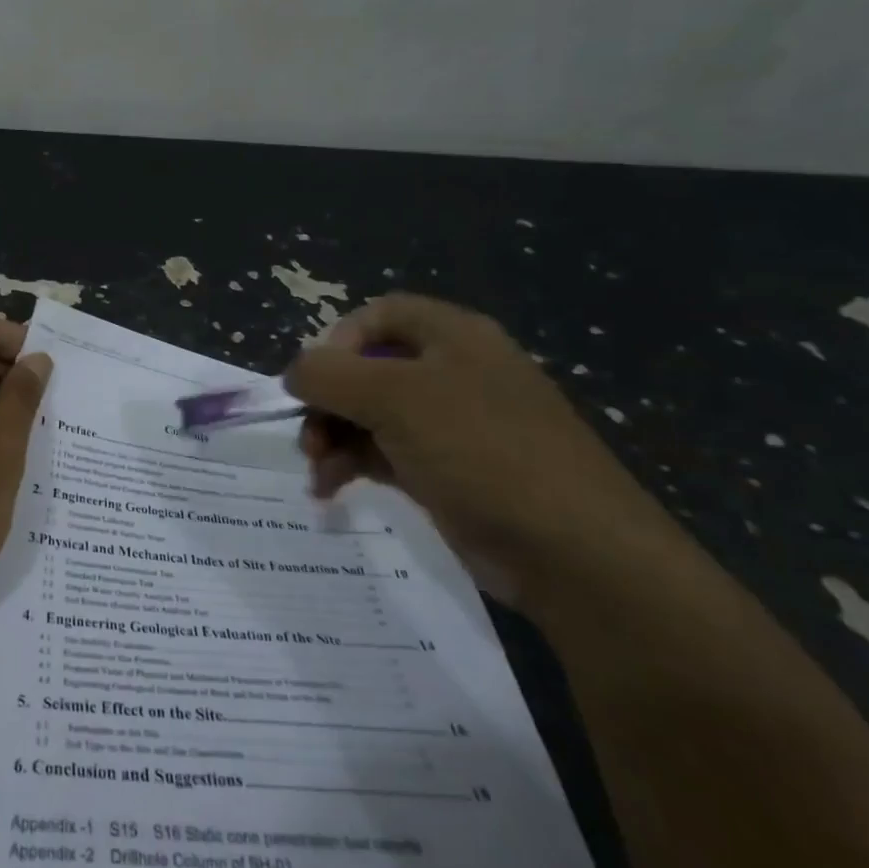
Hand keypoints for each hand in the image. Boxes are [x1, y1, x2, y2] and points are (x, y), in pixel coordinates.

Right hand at [284, 293, 681, 607]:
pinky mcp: (448, 471)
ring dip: (333, 436)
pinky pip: (385, 453)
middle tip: (306, 437)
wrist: (574, 553)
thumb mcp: (395, 398)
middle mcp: (453, 372)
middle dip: (328, 400)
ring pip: (371, 414)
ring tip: (318, 471)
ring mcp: (452, 425)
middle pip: (368, 368)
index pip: (379, 315)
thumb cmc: (481, 451)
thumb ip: (330, 374)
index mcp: (454, 337)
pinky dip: (353, 464)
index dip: (338, 340)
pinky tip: (331, 489)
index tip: (314, 381)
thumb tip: (294, 373)